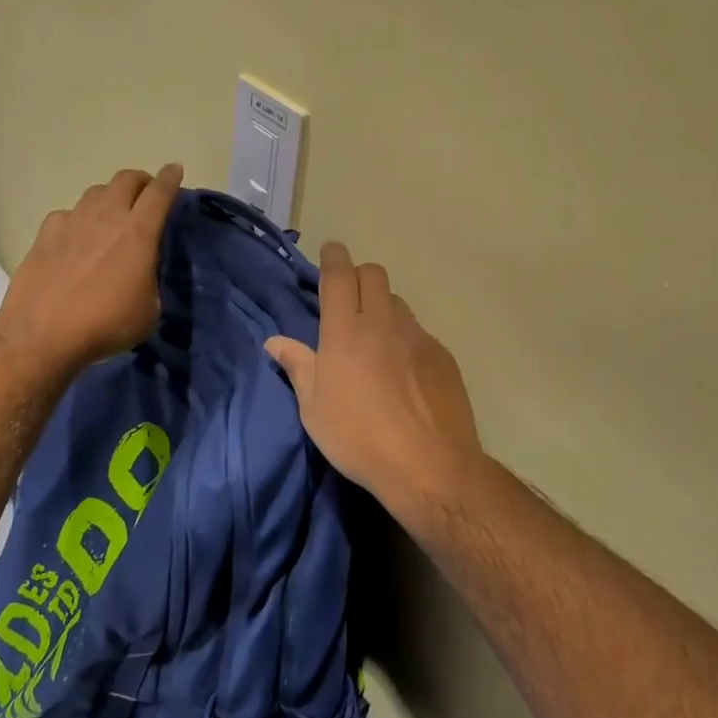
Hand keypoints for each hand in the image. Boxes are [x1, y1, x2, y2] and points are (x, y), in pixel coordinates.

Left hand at [0, 164, 183, 371]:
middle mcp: (106, 217)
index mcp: (138, 232)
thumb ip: (150, 280)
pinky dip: (78, 219)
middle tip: (146, 194)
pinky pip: (68, 214)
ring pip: (96, 191)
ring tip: (112, 214)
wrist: (42, 334)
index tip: (175, 170)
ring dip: (110, 196)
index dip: (170, 178)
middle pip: (126, 179)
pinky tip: (76, 238)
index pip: (160, 192)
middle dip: (141, 180)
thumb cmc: (106, 324)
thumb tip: (141, 272)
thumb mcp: (149, 310)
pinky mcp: (46, 233)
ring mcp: (72, 221)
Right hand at [265, 242, 483, 519]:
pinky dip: (405, 339)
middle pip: (374, 275)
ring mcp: (417, 336)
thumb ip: (298, 367)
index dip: (333, 257)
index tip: (330, 252)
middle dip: (359, 276)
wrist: (428, 465)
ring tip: (376, 341)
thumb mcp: (314, 408)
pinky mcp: (442, 355)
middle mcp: (383, 322)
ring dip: (383, 308)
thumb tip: (276, 342)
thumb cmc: (358, 437)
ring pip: (398, 303)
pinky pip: (419, 332)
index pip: (339, 275)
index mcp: (345, 331)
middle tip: (349, 300)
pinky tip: (403, 372)